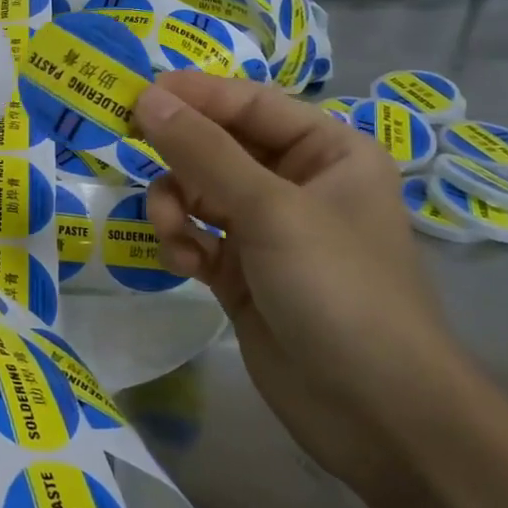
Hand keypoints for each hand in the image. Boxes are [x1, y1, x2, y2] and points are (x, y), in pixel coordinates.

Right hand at [133, 71, 466, 492]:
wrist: (375, 413)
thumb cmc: (338, 288)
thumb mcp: (270, 209)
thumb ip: (202, 151)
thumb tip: (146, 98)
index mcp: (327, 151)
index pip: (249, 103)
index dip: (193, 95)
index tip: (135, 94)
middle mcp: (298, 183)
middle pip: (219, 147)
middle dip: (180, 156)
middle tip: (131, 149)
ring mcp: (269, 231)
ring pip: (200, 192)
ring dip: (177, 205)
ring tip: (173, 230)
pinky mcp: (244, 273)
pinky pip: (198, 236)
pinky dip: (184, 242)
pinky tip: (185, 264)